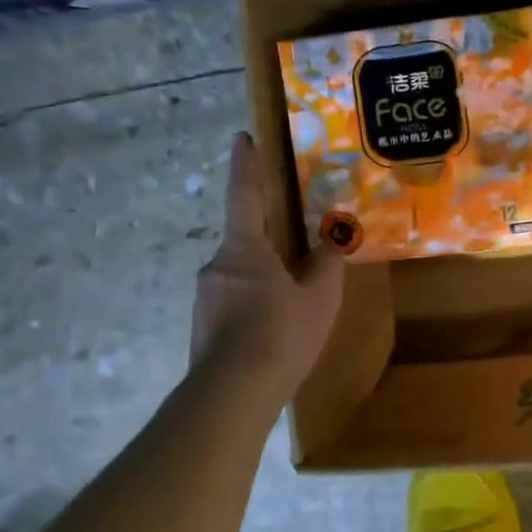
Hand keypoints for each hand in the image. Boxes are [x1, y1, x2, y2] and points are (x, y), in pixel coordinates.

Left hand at [190, 132, 344, 387]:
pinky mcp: (202, 325)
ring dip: (263, 280)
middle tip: (298, 256)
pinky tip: (274, 329)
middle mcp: (216, 264)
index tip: (242, 137)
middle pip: (244, 241)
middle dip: (268, 244)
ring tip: (292, 304)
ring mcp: (204, 297)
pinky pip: (233, 301)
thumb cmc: (281, 332)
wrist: (234, 393)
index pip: (244, 194)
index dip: (245, 164)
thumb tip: (329, 243)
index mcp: (243, 248)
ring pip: (239, 275)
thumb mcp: (319, 296)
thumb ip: (326, 264)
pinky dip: (254, 305)